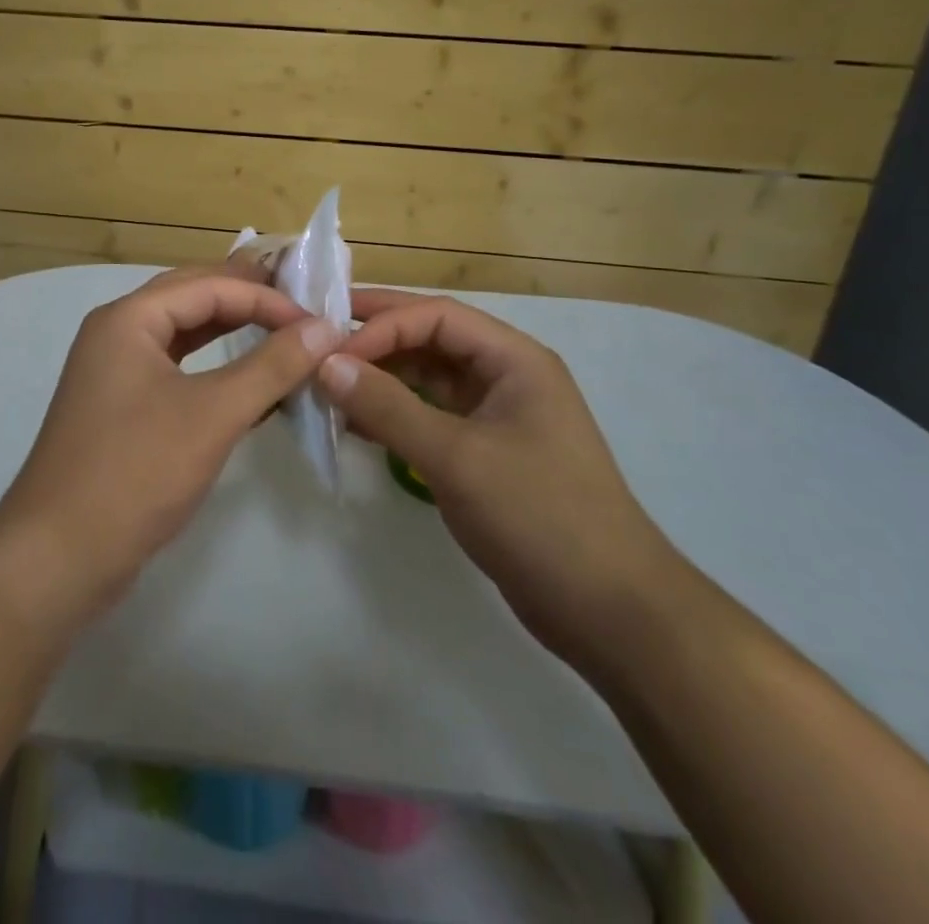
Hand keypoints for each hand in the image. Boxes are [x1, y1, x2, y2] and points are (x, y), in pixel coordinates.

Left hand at [0, 266, 344, 619]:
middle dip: (247, 298)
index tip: (317, 323)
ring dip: (232, 330)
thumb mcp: (213, 414)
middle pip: (192, 297)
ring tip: (283, 332)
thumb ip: (272, 366)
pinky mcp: (123, 407)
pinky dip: (215, 367)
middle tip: (301, 305)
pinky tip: (251, 382)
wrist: (59, 557)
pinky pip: (177, 369)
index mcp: (129, 318)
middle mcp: (117, 332)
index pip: (209, 286)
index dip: (266, 298)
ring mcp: (116, 371)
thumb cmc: (136, 472)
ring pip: (184, 334)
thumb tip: (325, 328)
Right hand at [316, 288, 677, 670]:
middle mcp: (505, 376)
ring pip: (427, 379)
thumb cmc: (540, 517)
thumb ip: (389, 407)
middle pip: (431, 340)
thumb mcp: (457, 458)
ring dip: (381, 379)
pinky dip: (393, 415)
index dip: (383, 324)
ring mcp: (495, 416)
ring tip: (327, 387)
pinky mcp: (484, 454)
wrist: (610, 613)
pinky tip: (355, 424)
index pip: (437, 316)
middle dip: (376, 341)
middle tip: (317, 344)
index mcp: (514, 359)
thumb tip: (326, 365)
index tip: (331, 350)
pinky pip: (430, 417)